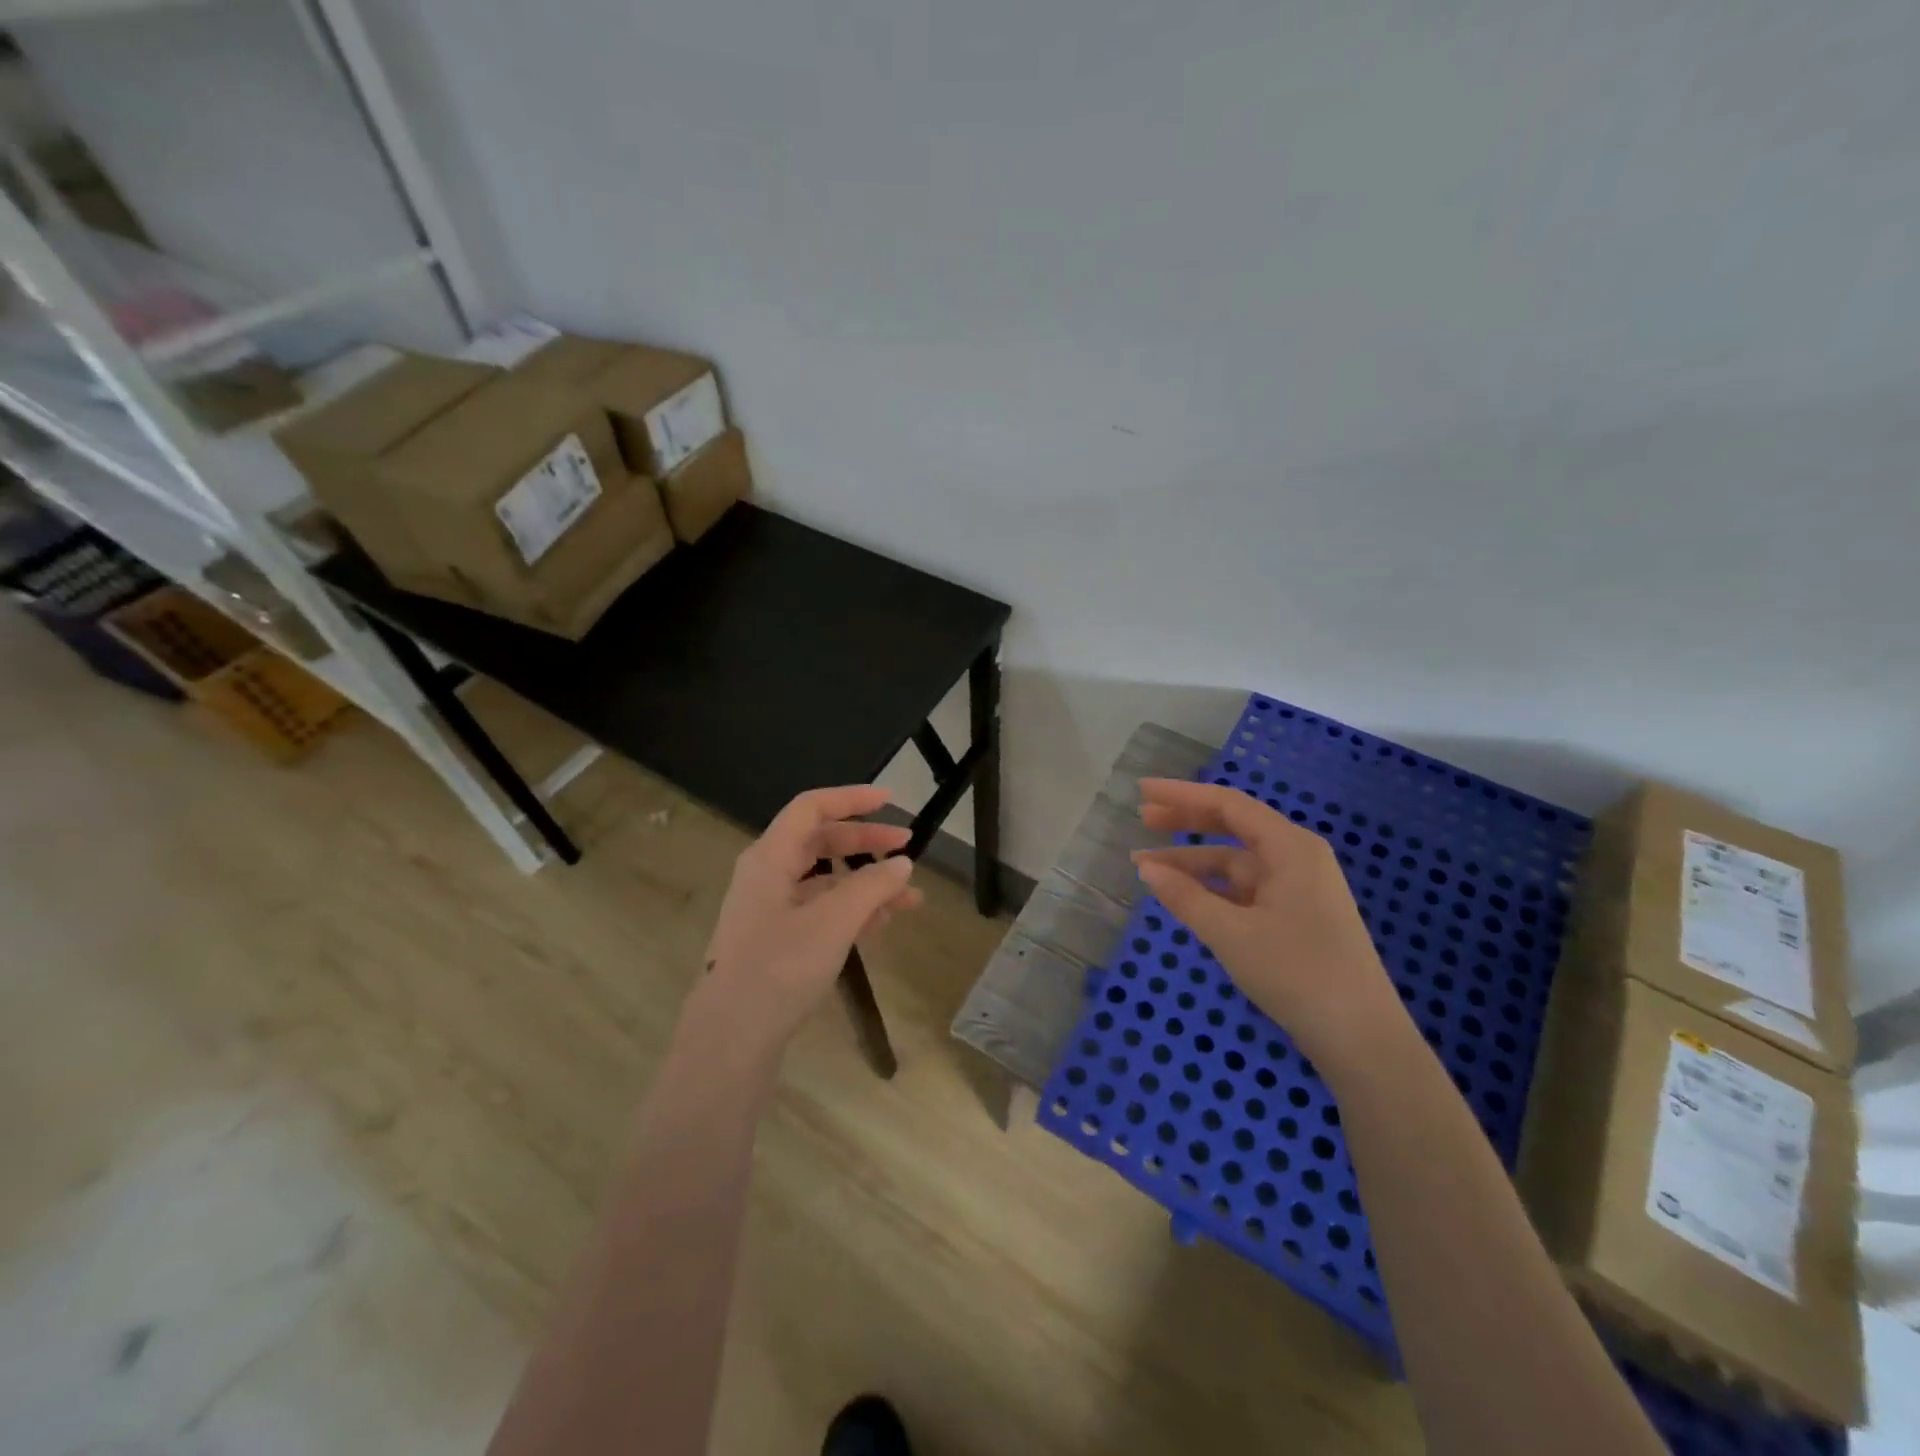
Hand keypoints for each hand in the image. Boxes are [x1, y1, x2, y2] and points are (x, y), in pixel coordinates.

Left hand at [693, 785, 921, 1056]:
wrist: (730, 1039)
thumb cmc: (778, 968)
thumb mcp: (833, 922)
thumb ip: (871, 887)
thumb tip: (903, 864)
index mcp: (769, 857)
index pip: (812, 808)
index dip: (851, 799)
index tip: (891, 801)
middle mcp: (766, 875)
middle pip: (820, 842)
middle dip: (867, 843)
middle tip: (909, 850)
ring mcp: (769, 909)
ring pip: (824, 880)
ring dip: (866, 884)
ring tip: (908, 901)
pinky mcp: (775, 940)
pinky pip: (819, 910)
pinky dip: (850, 911)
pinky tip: (879, 927)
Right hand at [1132, 778, 1403, 1062]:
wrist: (1361, 1039)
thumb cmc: (1297, 973)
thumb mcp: (1231, 934)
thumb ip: (1185, 897)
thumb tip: (1146, 868)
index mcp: (1290, 847)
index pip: (1228, 805)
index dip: (1182, 795)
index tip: (1143, 789)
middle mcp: (1297, 857)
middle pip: (1233, 826)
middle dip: (1186, 820)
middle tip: (1142, 818)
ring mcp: (1298, 887)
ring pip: (1235, 861)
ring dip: (1193, 862)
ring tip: (1147, 867)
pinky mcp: (1296, 915)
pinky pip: (1245, 888)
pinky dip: (1212, 888)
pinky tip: (1184, 896)